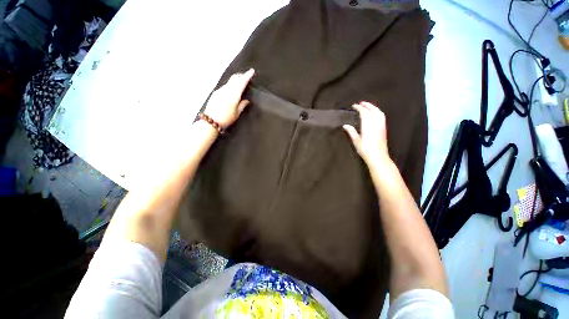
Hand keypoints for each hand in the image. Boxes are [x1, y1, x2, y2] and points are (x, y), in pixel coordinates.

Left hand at [203, 68, 254, 127]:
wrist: (210, 121)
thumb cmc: (226, 119)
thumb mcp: (237, 113)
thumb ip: (242, 105)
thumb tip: (247, 100)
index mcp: (233, 95)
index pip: (241, 82)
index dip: (247, 76)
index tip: (252, 71)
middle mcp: (226, 90)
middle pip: (234, 78)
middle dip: (241, 75)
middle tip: (247, 76)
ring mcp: (220, 90)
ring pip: (229, 82)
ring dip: (236, 80)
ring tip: (240, 82)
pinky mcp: (215, 93)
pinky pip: (225, 86)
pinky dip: (230, 85)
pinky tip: (232, 89)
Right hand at [343, 101, 388, 164]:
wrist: (378, 156)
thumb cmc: (365, 149)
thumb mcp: (356, 141)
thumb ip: (351, 131)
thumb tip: (345, 125)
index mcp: (368, 125)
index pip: (364, 112)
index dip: (359, 108)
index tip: (354, 106)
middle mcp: (376, 123)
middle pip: (373, 110)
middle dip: (367, 105)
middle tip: (361, 103)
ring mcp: (381, 125)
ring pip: (379, 112)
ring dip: (373, 107)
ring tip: (368, 106)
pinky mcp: (384, 129)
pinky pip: (382, 116)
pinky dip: (378, 112)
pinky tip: (375, 114)